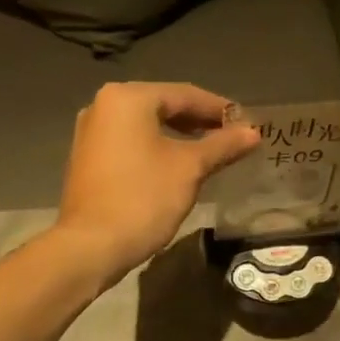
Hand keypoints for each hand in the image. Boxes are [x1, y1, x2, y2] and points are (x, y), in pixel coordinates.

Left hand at [56, 82, 259, 287]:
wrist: (91, 246)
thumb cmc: (143, 198)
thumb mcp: (190, 169)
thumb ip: (222, 145)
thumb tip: (253, 132)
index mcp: (127, 98)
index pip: (184, 94)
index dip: (218, 108)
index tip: (246, 123)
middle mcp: (103, 105)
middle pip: (162, 106)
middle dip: (198, 121)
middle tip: (231, 137)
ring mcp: (90, 133)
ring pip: (145, 125)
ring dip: (178, 136)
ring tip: (209, 151)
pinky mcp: (87, 158)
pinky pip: (130, 143)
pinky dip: (155, 148)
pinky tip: (176, 165)